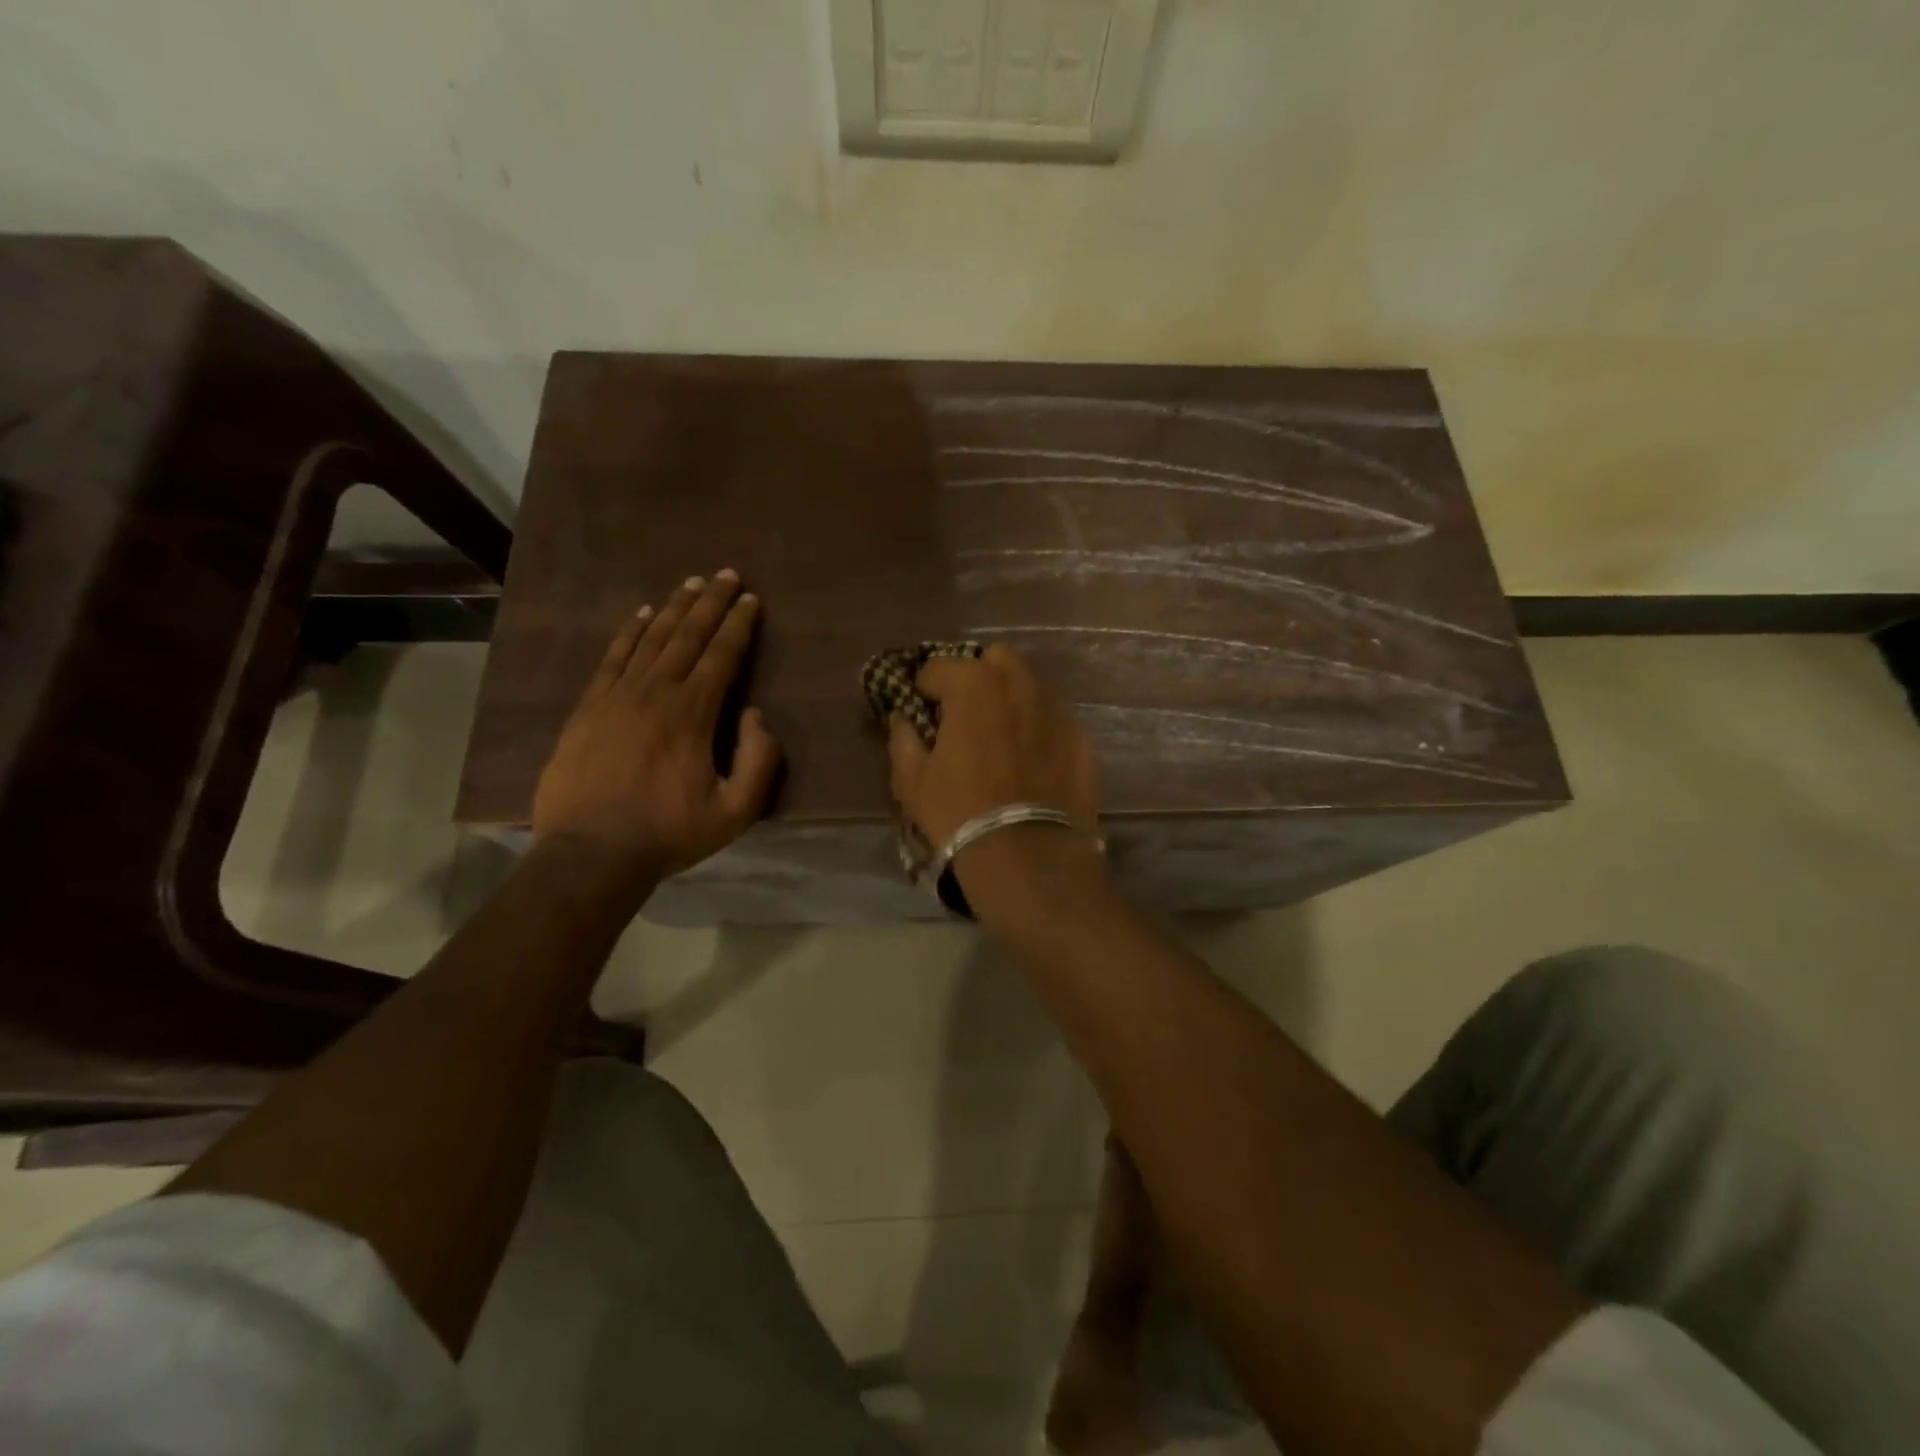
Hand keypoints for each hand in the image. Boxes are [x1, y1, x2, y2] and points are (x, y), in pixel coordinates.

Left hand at [533, 571, 780, 894]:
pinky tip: (641, 615)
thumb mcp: (735, 812)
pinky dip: (629, 633)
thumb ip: (759, 762)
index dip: (738, 625)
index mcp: (693, 714)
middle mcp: (655, 692)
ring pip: (650, 640)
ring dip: (673, 608)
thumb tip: (755, 714)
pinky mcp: (588, 708)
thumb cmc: (669, 833)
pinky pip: (613, 658)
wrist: (590, 853)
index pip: (722, 656)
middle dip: (710, 602)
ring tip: (690, 583)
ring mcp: (616, 697)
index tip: (751, 599)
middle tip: (726, 574)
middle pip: (687, 636)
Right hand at [886, 643, 1099, 858]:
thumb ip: (903, 738)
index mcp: (973, 685)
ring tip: (1000, 736)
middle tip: (965, 713)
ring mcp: (1055, 710)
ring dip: (1010, 700)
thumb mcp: (912, 781)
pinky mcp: (1081, 738)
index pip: (939, 666)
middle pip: (995, 660)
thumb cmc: (959, 813)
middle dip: (977, 678)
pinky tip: (1031, 761)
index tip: (922, 710)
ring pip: (1029, 687)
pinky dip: (1037, 729)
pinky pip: (1053, 720)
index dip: (925, 688)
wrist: (1029, 856)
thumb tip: (903, 719)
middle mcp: (1018, 685)